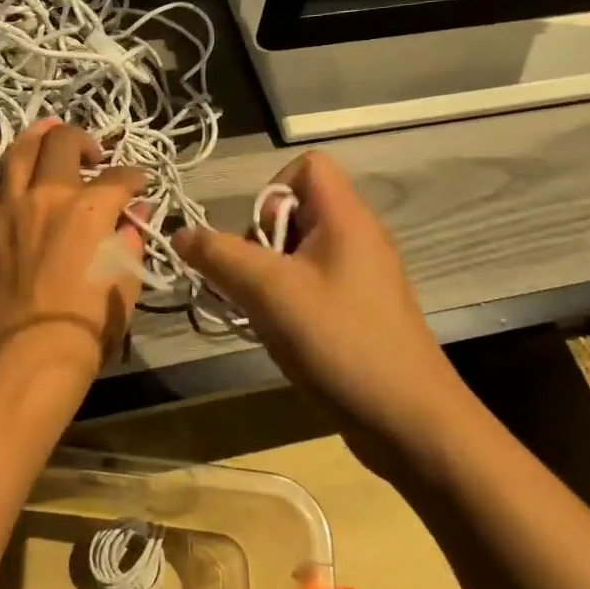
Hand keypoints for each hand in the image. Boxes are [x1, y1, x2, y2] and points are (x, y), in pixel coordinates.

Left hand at [0, 118, 149, 392]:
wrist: (31, 356)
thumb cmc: (88, 325)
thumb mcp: (125, 280)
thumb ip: (130, 238)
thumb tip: (134, 213)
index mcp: (91, 209)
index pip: (120, 179)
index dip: (135, 178)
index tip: (139, 186)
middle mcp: (50, 196)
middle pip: (65, 146)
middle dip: (85, 141)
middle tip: (94, 155)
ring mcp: (9, 207)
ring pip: (21, 152)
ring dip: (38, 133)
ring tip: (50, 127)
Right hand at [173, 151, 462, 472]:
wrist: (409, 423)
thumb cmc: (340, 341)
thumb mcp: (269, 292)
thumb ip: (220, 256)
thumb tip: (180, 233)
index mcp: (346, 218)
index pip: (309, 165)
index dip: (272, 189)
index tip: (257, 237)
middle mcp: (357, 238)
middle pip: (296, 210)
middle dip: (260, 241)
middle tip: (254, 283)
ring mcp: (360, 277)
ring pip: (298, 253)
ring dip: (267, 277)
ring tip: (259, 313)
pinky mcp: (358, 311)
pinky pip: (311, 285)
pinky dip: (286, 301)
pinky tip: (278, 335)